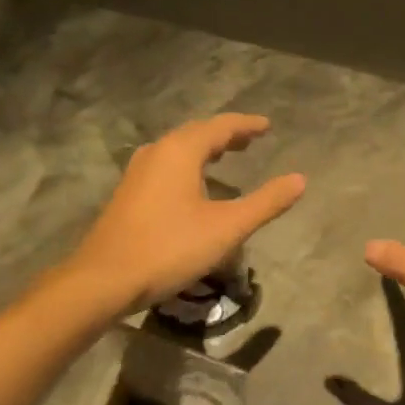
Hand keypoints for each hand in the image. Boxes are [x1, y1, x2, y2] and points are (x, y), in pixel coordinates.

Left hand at [66, 115, 305, 314]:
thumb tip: (300, 180)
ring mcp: (137, 173)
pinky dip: (187, 166)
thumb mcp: (227, 228)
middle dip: (225, 136)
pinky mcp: (128, 194)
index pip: (219, 127)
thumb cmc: (170, 248)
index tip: (267, 126)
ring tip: (225, 157)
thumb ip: (265, 202)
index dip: (246, 125)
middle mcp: (156, 153)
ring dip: (204, 150)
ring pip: (177, 151)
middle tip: (250, 140)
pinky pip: (165, 167)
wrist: (105, 279)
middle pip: (196, 134)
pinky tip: (193, 187)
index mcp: (180, 151)